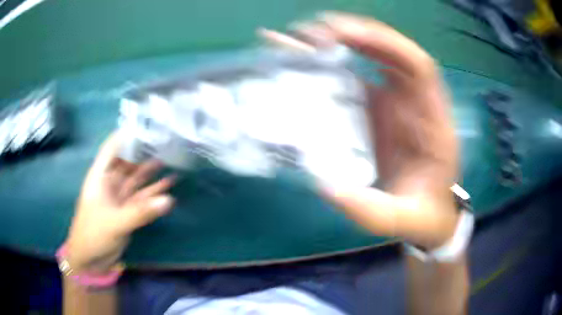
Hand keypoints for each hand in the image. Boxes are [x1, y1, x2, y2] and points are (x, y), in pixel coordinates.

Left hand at [66, 133, 174, 272]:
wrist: (91, 261)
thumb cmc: (93, 235)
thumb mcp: (115, 222)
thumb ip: (140, 212)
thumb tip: (168, 200)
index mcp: (100, 177)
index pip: (111, 149)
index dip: (125, 137)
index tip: (144, 126)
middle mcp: (109, 184)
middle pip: (127, 164)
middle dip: (143, 155)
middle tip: (165, 145)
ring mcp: (119, 199)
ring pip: (137, 182)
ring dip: (152, 176)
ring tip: (172, 165)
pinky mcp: (127, 213)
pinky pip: (142, 201)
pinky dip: (153, 197)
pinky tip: (168, 192)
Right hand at [261, 12, 458, 248]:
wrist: (428, 216)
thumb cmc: (423, 213)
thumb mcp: (403, 219)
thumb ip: (373, 211)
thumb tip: (328, 188)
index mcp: (432, 119)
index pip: (417, 65)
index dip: (386, 44)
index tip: (348, 36)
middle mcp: (413, 101)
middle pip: (389, 50)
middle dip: (354, 33)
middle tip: (314, 31)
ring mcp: (392, 102)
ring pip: (367, 58)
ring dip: (336, 42)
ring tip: (300, 37)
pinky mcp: (373, 109)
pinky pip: (351, 78)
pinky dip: (328, 64)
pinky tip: (302, 58)